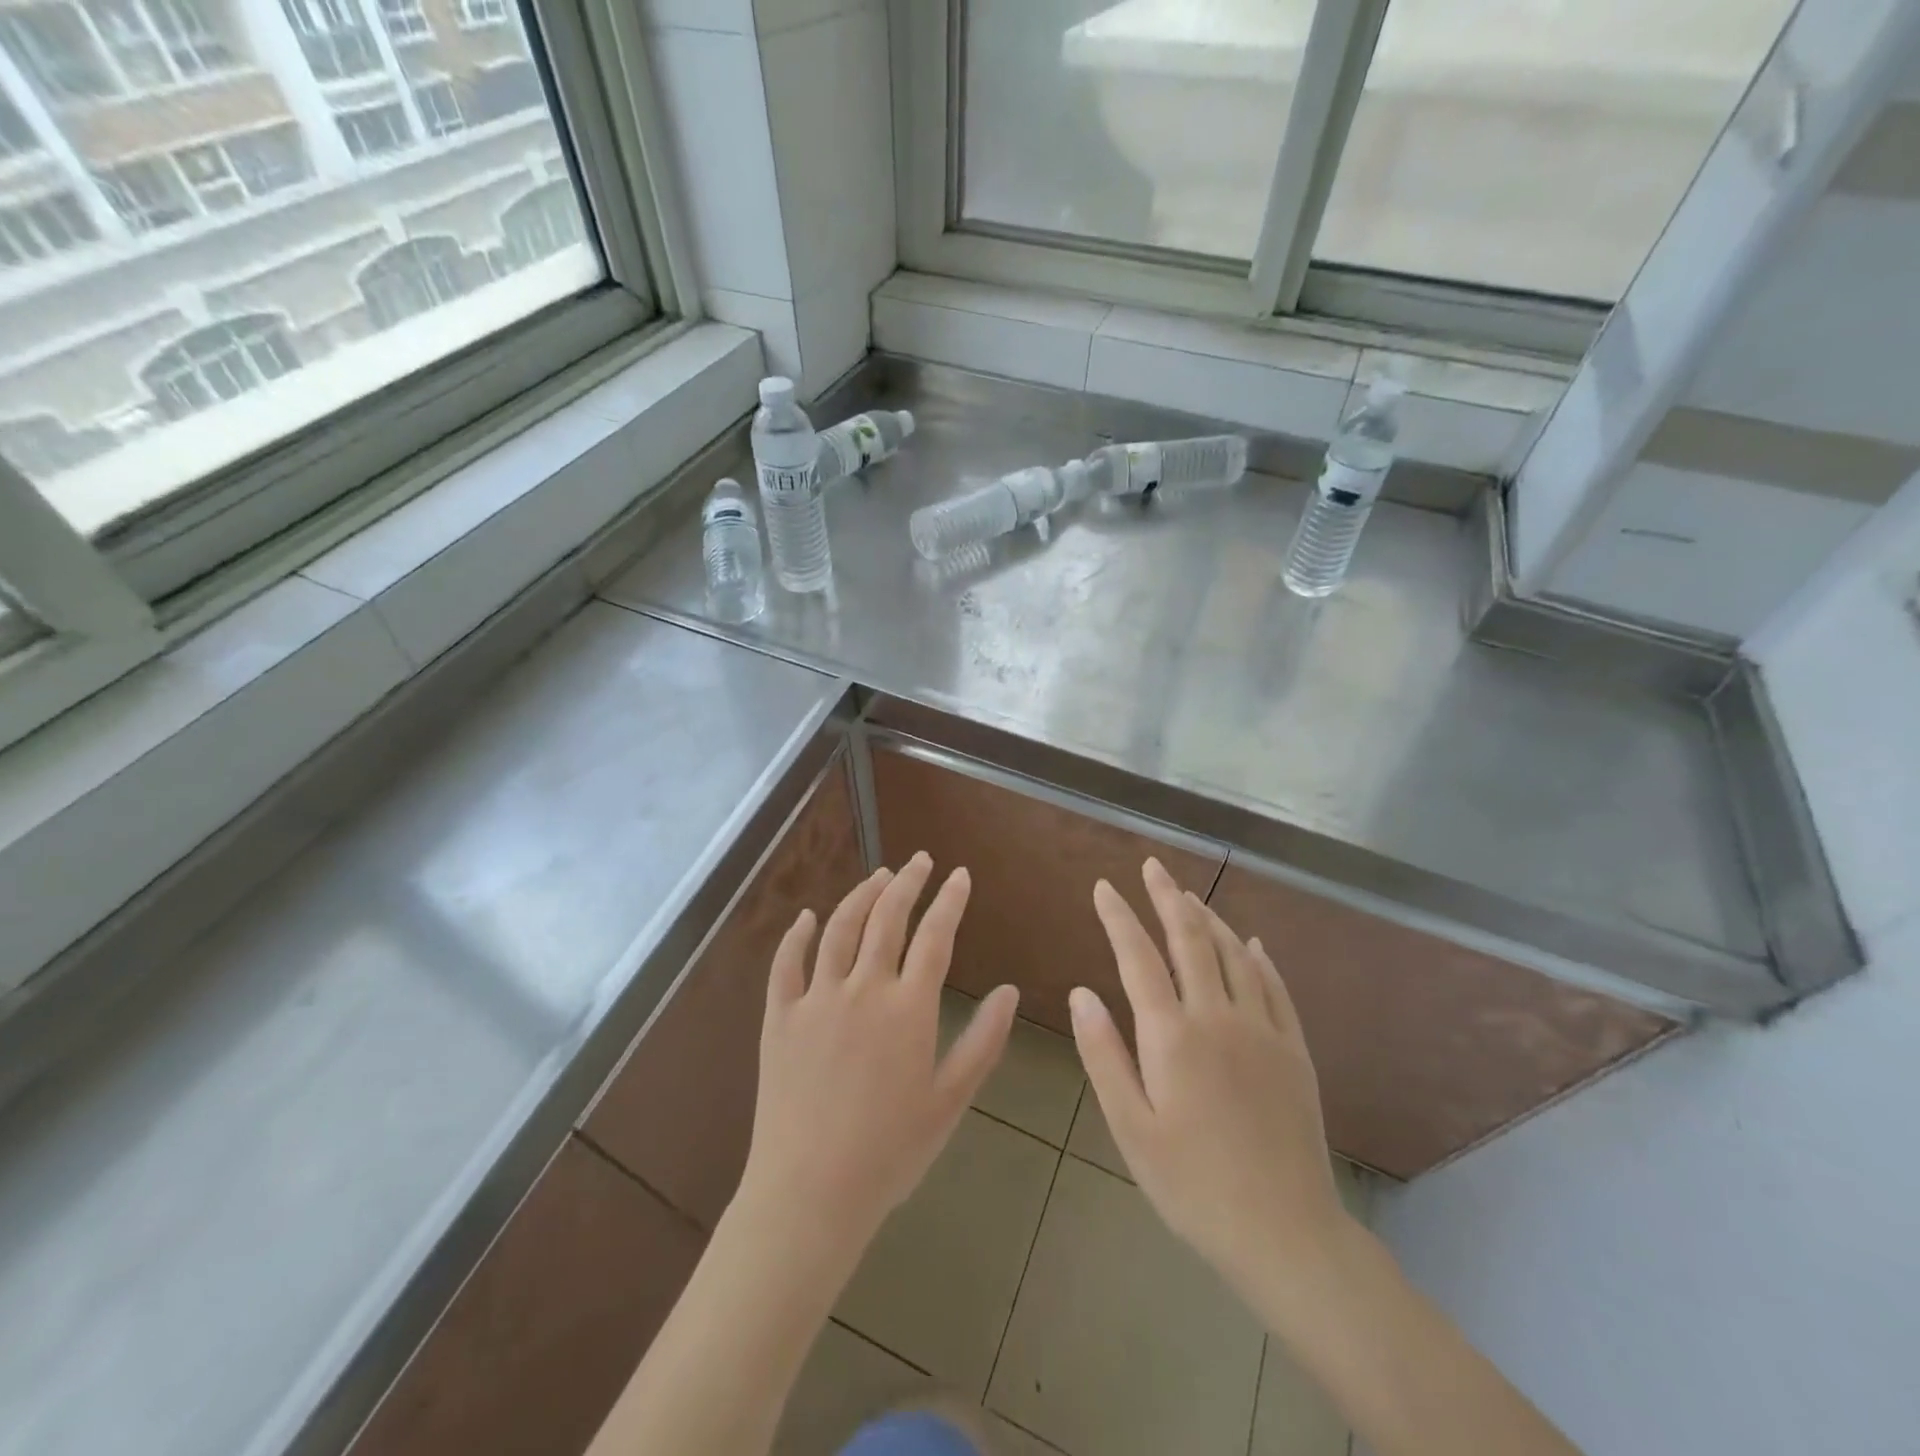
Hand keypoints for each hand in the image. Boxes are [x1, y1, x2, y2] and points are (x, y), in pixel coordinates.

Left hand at [737, 852, 1018, 1257]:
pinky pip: (786, 964)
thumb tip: (1008, 991)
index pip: (935, 937)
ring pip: (840, 929)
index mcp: (908, 1009)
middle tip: (920, 861)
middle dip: (908, 882)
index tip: (960, 875)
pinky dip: (796, 935)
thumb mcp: (950, 1101)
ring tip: (879, 876)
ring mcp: (817, 999)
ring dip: (861, 895)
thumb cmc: (890, 1152)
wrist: (810, 1192)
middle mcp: (863, 989)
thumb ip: (983, 1042)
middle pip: (887, 919)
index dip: (949, 901)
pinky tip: (806, 917)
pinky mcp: (780, 1017)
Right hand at [1070, 858, 1348, 1301]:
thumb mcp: (1131, 1128)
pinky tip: (1250, 943)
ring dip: (1208, 918)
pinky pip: (1275, 987)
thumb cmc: (1192, 1185)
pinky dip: (1258, 957)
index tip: (1104, 886)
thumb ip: (1104, 1055)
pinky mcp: (1293, 1050)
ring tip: (1189, 895)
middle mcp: (1218, 1017)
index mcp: (1172, 1036)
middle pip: (1190, 940)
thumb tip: (1082, 993)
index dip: (1118, 917)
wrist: (1285, 1232)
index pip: (1138, 957)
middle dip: (1167, 897)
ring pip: (1233, 954)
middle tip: (1152, 866)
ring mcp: (1262, 1030)